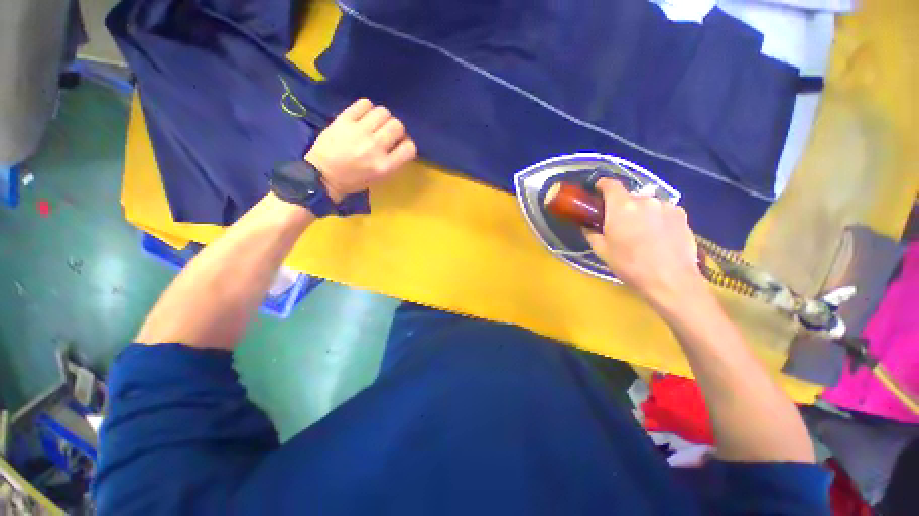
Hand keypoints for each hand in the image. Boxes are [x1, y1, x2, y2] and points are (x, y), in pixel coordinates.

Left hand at [305, 98, 416, 201]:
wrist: (322, 175)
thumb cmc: (353, 181)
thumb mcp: (379, 178)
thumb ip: (393, 162)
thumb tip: (401, 143)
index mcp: (385, 166)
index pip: (409, 148)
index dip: (407, 144)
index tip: (400, 145)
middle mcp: (375, 147)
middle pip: (397, 126)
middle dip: (396, 129)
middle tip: (387, 133)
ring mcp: (359, 132)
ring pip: (383, 112)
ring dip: (382, 117)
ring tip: (375, 123)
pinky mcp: (344, 120)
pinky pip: (364, 103)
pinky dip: (367, 107)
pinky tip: (363, 115)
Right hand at [584, 179, 705, 307]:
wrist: (670, 280)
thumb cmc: (630, 265)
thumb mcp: (602, 251)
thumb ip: (592, 234)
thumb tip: (587, 226)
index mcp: (621, 207)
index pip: (610, 184)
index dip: (602, 185)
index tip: (597, 190)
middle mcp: (645, 200)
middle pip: (629, 197)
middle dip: (622, 206)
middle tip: (619, 223)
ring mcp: (666, 205)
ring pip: (647, 204)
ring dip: (641, 212)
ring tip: (641, 232)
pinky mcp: (682, 214)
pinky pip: (663, 210)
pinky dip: (657, 217)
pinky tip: (658, 235)